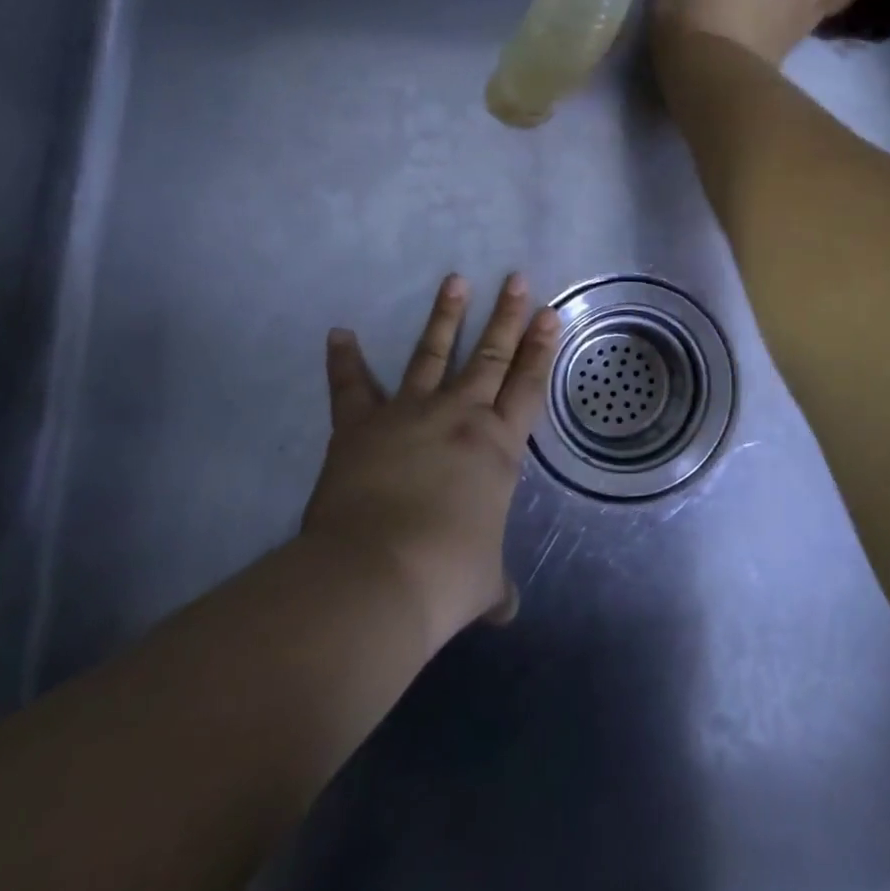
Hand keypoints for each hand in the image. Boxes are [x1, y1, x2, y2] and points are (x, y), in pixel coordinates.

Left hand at [304, 274, 560, 646]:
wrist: (378, 576)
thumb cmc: (447, 575)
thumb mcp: (482, 583)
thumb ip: (493, 588)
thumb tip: (504, 611)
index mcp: (498, 448)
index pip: (528, 385)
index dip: (541, 349)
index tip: (549, 313)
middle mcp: (461, 418)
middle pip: (491, 357)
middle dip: (507, 317)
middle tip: (517, 279)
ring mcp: (410, 415)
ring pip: (433, 355)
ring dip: (446, 317)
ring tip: (455, 280)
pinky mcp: (362, 426)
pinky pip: (352, 387)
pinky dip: (344, 360)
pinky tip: (340, 332)